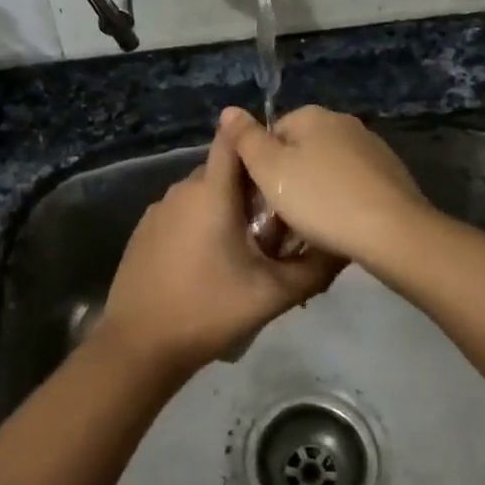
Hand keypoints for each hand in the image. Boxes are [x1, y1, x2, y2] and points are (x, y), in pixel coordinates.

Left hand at [97, 121, 345, 374]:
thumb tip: (345, 246)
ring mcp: (158, 209)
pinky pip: (182, 213)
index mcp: (211, 192)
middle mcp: (182, 189)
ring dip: (227, 209)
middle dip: (252, 188)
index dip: (259, 139)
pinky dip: (202, 224)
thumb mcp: (273, 294)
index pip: (234, 138)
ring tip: (249, 247)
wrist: (139, 345)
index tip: (284, 158)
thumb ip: (315, 267)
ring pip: (204, 194)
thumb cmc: (209, 311)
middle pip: (225, 171)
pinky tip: (212, 262)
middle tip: (278, 223)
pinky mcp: (144, 230)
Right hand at [219, 105, 430, 264]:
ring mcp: (373, 148)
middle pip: (302, 149)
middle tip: (282, 215)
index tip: (261, 196)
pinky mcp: (392, 175)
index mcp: (314, 116)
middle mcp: (345, 123)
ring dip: (318, 191)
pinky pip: (354, 185)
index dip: (262, 165)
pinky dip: (344, 201)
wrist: (392, 231)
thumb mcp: (269, 170)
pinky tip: (341, 226)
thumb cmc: (320, 199)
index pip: (273, 132)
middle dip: (290, 178)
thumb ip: (246, 138)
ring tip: (312, 226)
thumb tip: (230, 109)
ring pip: (329, 168)